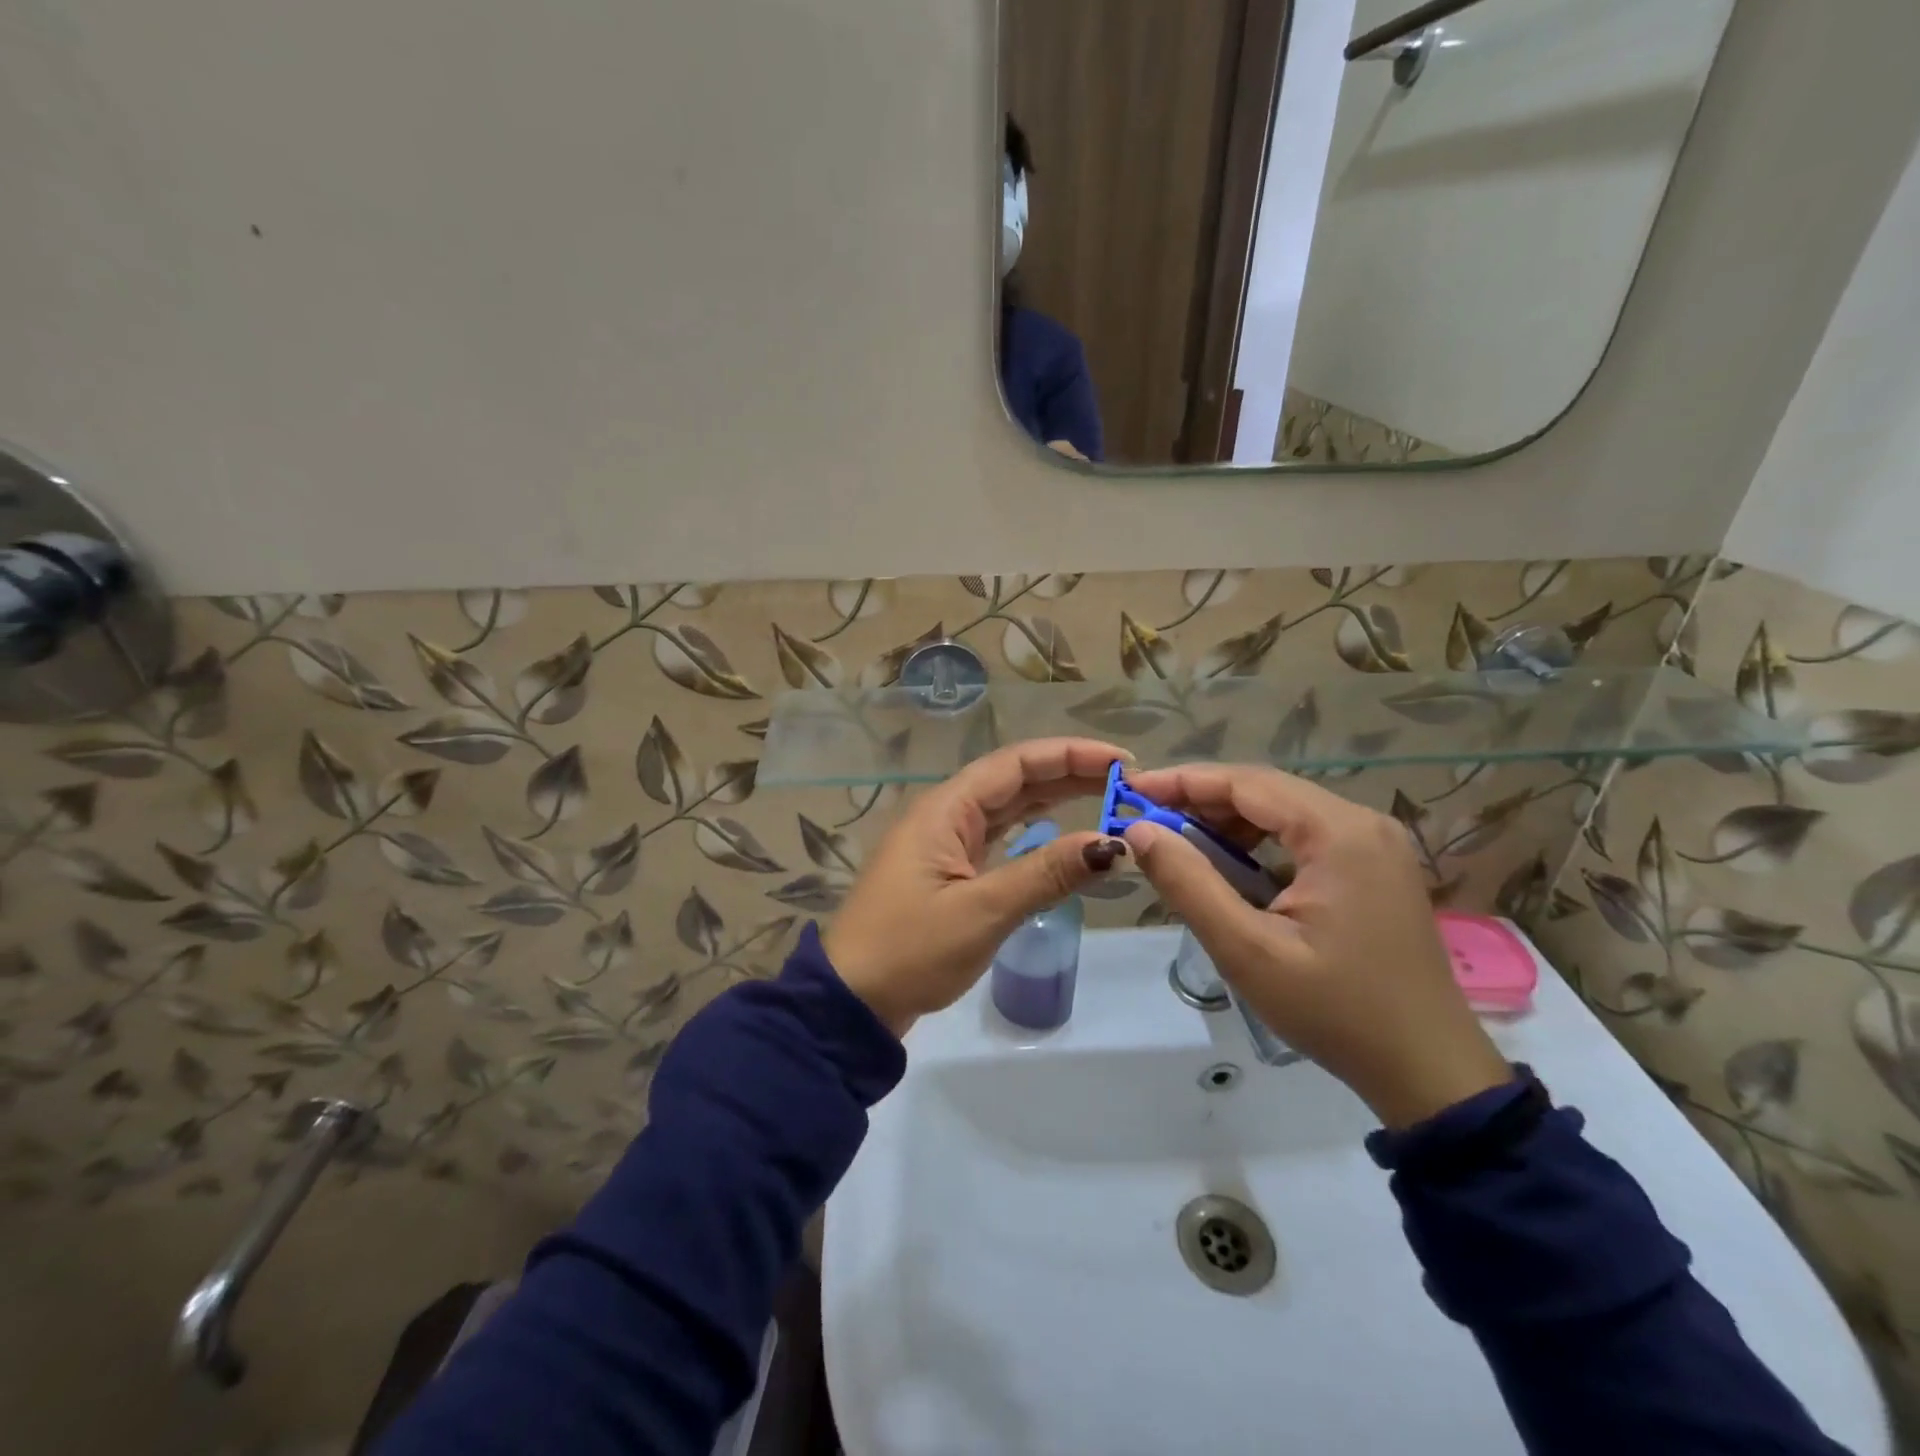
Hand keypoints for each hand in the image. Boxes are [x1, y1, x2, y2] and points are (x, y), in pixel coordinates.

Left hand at [825, 739, 1130, 1036]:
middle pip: (1014, 779)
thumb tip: (1114, 844)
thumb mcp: (983, 910)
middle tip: (1126, 784)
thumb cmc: (911, 950)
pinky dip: (1033, 831)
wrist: (852, 1002)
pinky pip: (999, 836)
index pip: (1016, 763)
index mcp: (946, 809)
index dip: (1070, 755)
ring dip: (1054, 799)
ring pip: (1008, 807)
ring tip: (1106, 798)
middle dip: (1069, 774)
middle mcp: (945, 814)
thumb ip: (1048, 872)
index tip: (1121, 763)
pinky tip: (1061, 831)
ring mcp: (945, 842)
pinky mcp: (948, 870)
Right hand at [1121, 765, 1512, 1128]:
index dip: (1183, 781)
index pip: (1247, 782)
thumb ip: (1189, 883)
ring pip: (1285, 810)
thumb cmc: (1335, 1010)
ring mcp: (1376, 843)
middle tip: (1148, 818)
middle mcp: (1363, 822)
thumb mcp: (1247, 950)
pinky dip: (1260, 840)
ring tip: (1180, 842)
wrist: (1427, 1070)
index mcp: (1339, 833)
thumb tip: (1139, 831)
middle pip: (1267, 789)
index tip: (1131, 789)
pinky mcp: (1376, 866)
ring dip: (1230, 820)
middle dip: (1202, 799)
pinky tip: (1233, 864)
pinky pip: (1306, 834)